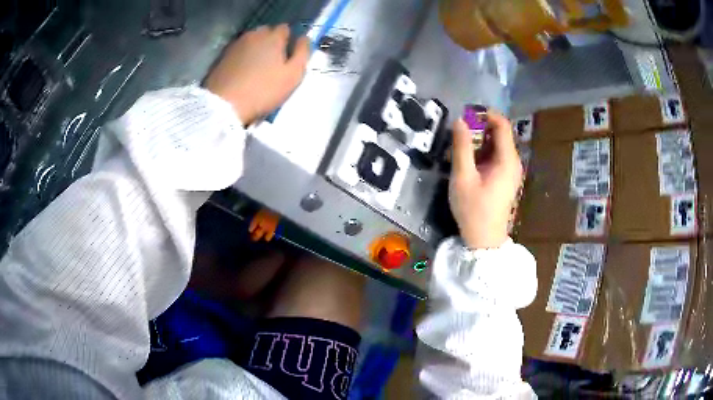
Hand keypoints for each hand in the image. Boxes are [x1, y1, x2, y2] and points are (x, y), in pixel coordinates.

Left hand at [205, 24, 310, 124]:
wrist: (224, 105)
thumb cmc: (263, 90)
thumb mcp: (293, 75)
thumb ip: (303, 52)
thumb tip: (304, 38)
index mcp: (273, 36)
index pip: (285, 29)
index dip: (288, 41)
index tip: (288, 56)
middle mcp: (254, 35)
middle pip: (267, 32)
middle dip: (272, 43)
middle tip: (273, 63)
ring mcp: (236, 44)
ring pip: (252, 42)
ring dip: (257, 50)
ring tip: (257, 69)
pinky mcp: (222, 56)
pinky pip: (239, 52)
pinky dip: (243, 58)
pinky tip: (243, 73)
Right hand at [449, 112, 521, 248]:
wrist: (484, 240)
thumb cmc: (473, 209)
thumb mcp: (463, 177)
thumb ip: (462, 147)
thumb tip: (459, 121)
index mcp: (507, 160)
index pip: (503, 125)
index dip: (487, 114)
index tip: (467, 113)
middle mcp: (513, 162)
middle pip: (501, 134)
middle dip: (480, 128)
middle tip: (459, 132)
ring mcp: (511, 172)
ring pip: (498, 145)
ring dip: (480, 141)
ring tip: (460, 146)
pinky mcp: (506, 179)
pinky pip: (497, 157)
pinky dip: (483, 153)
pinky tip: (469, 161)